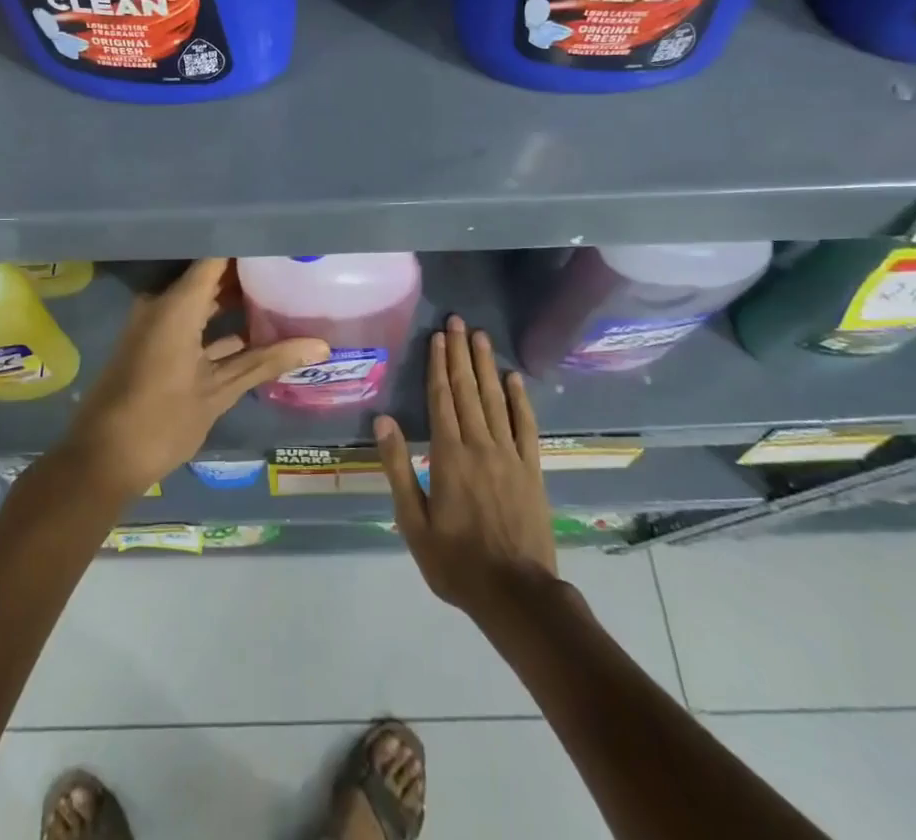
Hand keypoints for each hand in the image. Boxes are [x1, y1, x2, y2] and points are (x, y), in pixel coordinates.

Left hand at [58, 258, 327, 498]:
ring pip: (202, 299)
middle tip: (289, 266)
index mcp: (176, 305)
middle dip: (247, 272)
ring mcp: (156, 324)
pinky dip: (218, 324)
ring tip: (279, 292)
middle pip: (210, 275)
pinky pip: (191, 320)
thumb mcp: (219, 391)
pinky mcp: (155, 344)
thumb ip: (267, 362)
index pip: (217, 257)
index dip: (249, 246)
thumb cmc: (160, 421)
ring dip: (234, 299)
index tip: (282, 242)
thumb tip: (321, 346)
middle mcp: (163, 304)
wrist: (101, 461)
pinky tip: (254, 331)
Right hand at [376, 315, 556, 618]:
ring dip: (486, 365)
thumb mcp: (413, 522)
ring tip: (480, 336)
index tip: (438, 337)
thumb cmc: (456, 562)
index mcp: (448, 456)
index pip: (441, 399)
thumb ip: (398, 468)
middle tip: (458, 321)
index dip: (438, 365)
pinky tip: (514, 378)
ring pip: (495, 400)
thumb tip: (383, 420)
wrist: (516, 594)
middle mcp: (479, 445)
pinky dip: (520, 399)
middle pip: (468, 390)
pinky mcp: (532, 469)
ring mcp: (509, 455)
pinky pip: (525, 425)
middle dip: (460, 353)